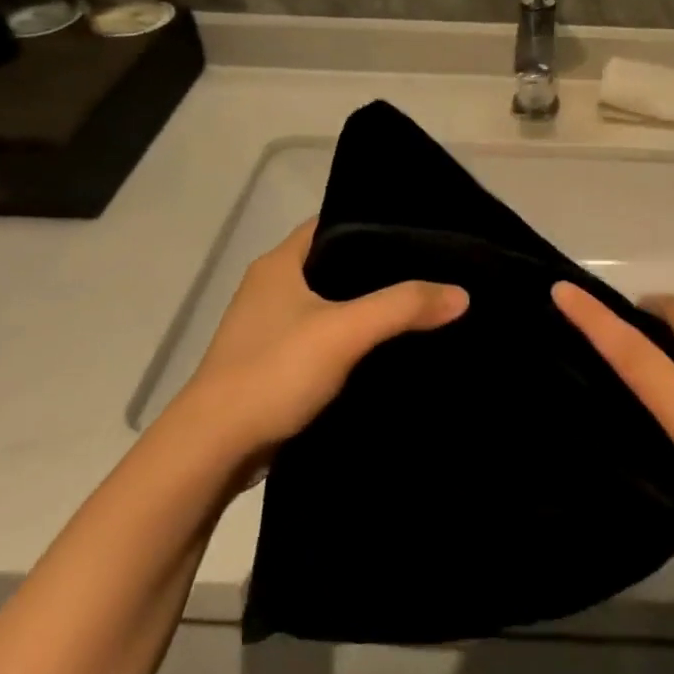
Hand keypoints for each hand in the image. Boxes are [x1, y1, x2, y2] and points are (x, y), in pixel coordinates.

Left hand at [184, 221, 467, 459]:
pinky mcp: (275, 363)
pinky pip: (325, 337)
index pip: (333, 222)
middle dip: (380, 268)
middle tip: (432, 269)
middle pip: (336, 263)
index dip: (375, 222)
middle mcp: (272, 286)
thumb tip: (462, 294)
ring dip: (367, 306)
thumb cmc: (273, 372)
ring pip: (331, 303)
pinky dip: (353, 339)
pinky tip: (389, 348)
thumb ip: (404, 307)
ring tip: (420, 304)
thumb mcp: (345, 331)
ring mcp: (270, 327)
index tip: (421, 231)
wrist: (212, 451)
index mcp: (279, 263)